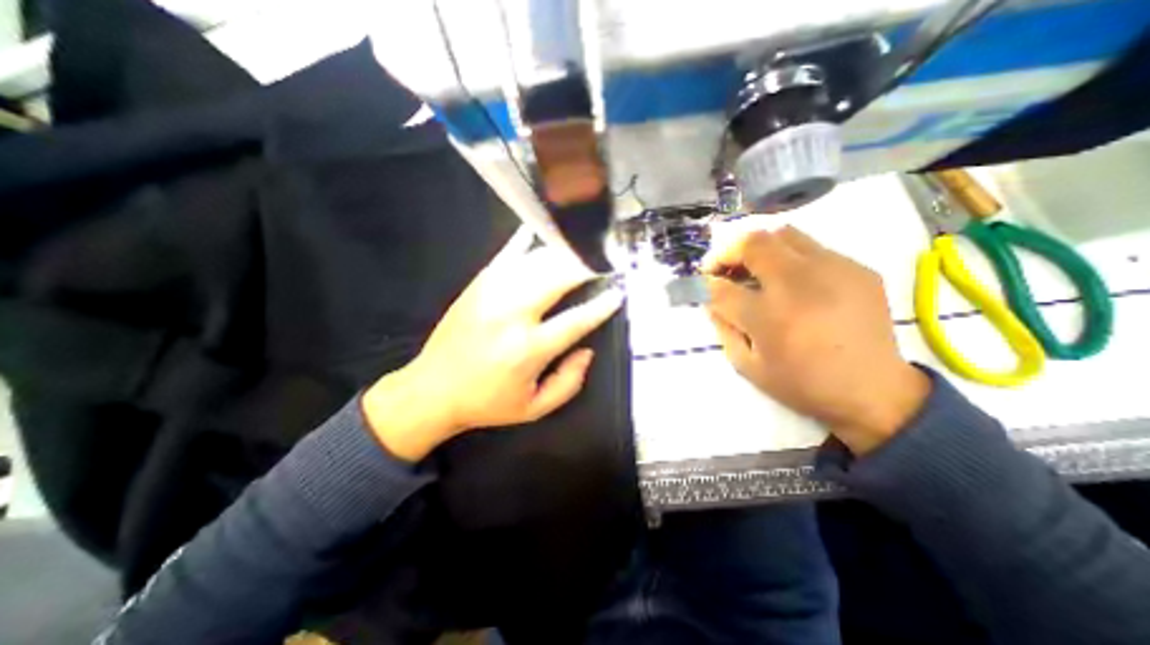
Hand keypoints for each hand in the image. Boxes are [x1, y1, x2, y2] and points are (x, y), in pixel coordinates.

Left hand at [363, 241, 625, 461]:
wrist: (432, 389)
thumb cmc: (488, 402)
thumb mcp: (534, 408)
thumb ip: (569, 382)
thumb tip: (587, 350)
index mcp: (528, 349)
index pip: (576, 320)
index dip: (601, 305)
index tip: (618, 292)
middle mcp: (511, 314)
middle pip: (557, 277)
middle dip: (585, 267)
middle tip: (602, 264)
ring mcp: (492, 293)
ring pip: (536, 261)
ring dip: (563, 254)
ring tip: (581, 252)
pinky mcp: (478, 284)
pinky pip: (507, 254)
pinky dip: (527, 240)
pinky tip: (541, 231)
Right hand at [702, 228, 933, 452]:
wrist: (875, 392)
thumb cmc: (802, 383)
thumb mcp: (747, 365)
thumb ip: (723, 327)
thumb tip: (711, 298)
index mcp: (770, 318)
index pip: (722, 288)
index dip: (705, 284)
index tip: (703, 286)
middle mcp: (801, 285)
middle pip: (752, 243)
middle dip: (727, 252)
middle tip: (723, 270)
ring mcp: (834, 270)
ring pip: (783, 234)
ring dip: (758, 249)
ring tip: (755, 271)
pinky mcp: (858, 269)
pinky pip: (812, 248)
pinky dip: (789, 258)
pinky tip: (793, 283)